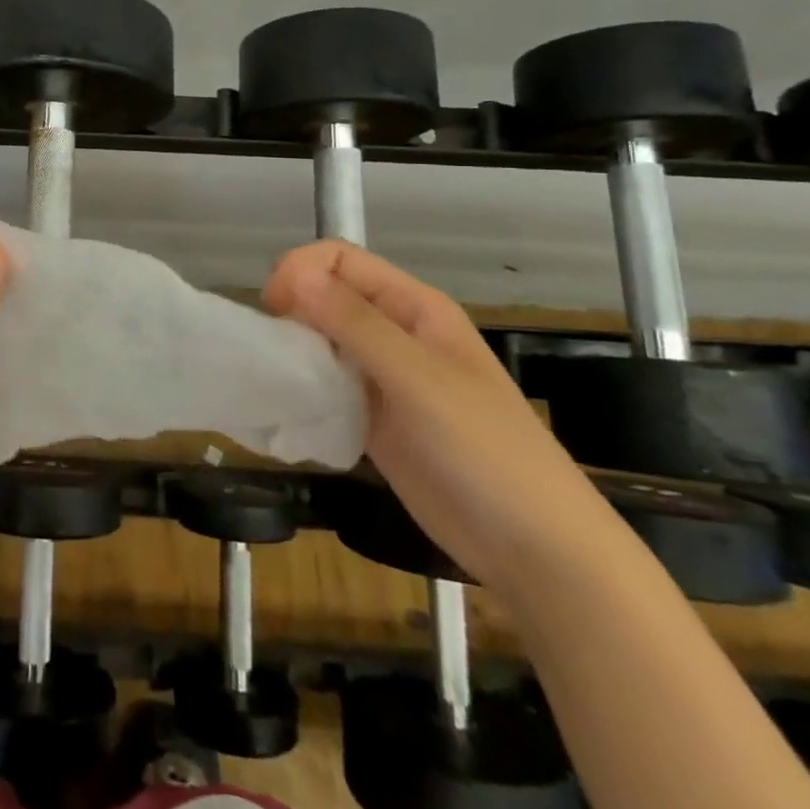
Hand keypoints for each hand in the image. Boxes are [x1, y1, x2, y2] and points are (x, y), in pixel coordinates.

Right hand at [264, 241, 617, 592]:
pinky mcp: (371, 419)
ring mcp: (383, 378)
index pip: (340, 260)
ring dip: (294, 352)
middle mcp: (394, 333)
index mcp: (412, 307)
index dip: (302, 271)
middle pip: (326, 297)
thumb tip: (293, 271)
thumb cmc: (484, 449)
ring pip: (321, 341)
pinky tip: (291, 410)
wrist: (533, 548)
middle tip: (276, 351)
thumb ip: (355, 323)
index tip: (275, 308)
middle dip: (292, 311)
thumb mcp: (417, 377)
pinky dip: (303, 390)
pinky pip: (325, 387)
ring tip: (278, 381)